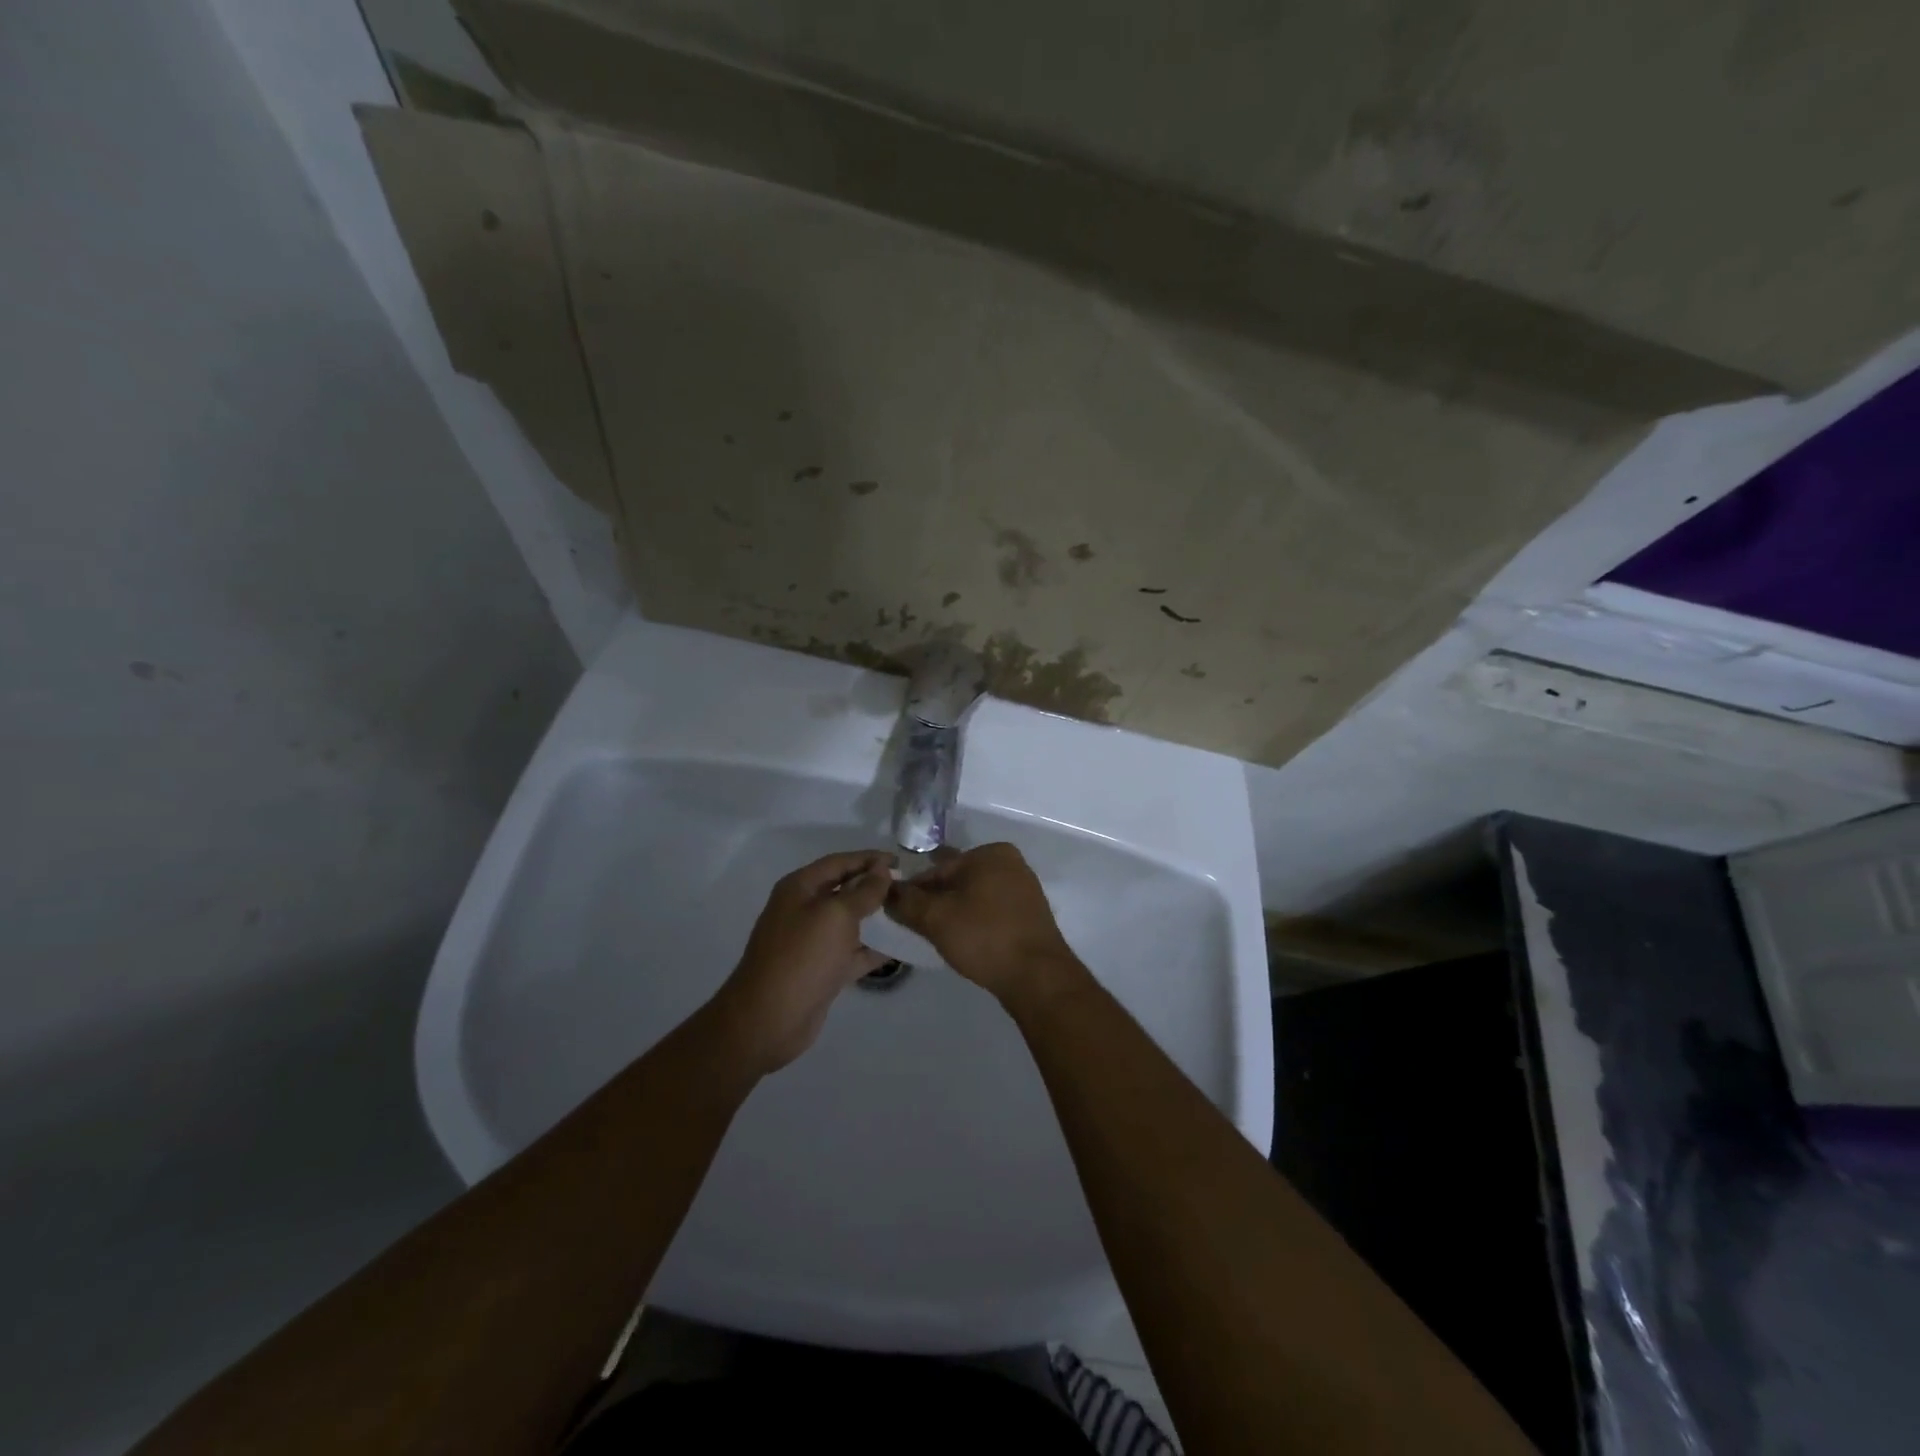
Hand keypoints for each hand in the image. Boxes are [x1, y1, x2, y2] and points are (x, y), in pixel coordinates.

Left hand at [708, 850, 893, 1074]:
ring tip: (908, 914)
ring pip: (850, 922)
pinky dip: (873, 950)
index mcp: (800, 888)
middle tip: (908, 887)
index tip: (900, 860)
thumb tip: (881, 869)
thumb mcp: (836, 916)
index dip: (869, 858)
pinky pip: (852, 952)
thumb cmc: (802, 957)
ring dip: (876, 918)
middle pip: (844, 890)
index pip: (839, 862)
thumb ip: (863, 891)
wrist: (769, 1019)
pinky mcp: (822, 970)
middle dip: (874, 887)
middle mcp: (804, 910)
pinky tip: (900, 948)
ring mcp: (812, 942)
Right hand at [885, 843, 1080, 1003]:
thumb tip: (886, 891)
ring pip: (974, 897)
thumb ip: (906, 901)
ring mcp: (1024, 889)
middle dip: (936, 901)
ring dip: (955, 913)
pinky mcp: (1029, 915)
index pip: (938, 868)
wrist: (1037, 976)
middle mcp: (1011, 863)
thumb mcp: (935, 918)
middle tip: (917, 927)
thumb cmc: (984, 936)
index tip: (900, 913)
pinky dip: (975, 922)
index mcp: (990, 853)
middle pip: (957, 880)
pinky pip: (992, 912)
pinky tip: (965, 942)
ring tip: (938, 937)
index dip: (915, 890)